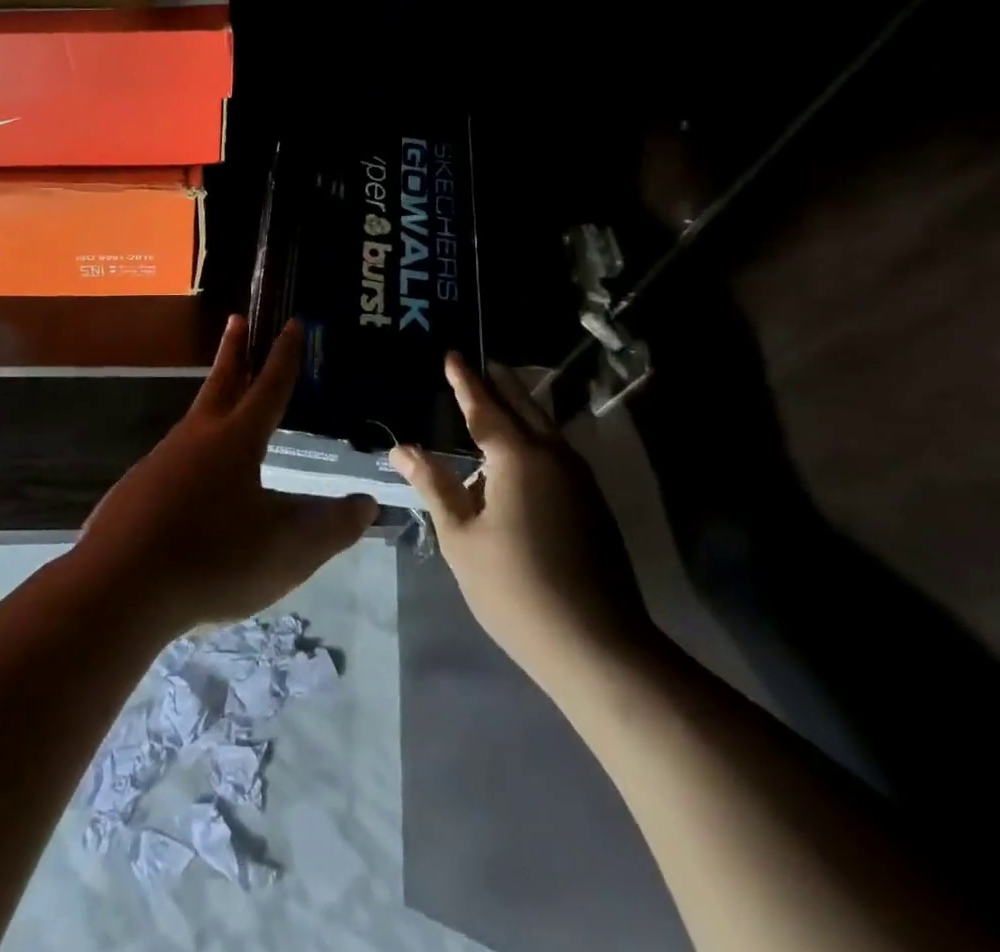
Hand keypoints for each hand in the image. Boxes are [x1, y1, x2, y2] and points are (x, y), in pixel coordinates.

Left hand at [77, 316, 378, 634]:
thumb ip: (331, 528)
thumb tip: (367, 504)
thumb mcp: (286, 550)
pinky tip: (195, 484)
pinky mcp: (137, 490)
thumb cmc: (213, 558)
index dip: (285, 356)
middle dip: (235, 351)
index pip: (270, 387)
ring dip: (213, 402)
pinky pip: (174, 461)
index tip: (292, 323)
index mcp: (236, 440)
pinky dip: (192, 454)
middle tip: (238, 320)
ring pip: (195, 423)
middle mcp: (196, 438)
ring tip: (227, 407)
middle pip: (221, 384)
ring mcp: (160, 462)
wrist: (118, 587)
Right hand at [391, 355, 649, 680]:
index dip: (465, 381)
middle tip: (480, 363)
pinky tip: (522, 449)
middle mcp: (553, 456)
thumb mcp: (461, 537)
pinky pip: (557, 449)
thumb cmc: (515, 588)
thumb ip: (434, 485)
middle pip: (523, 406)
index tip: (452, 354)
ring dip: (521, 406)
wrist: (597, 644)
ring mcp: (579, 479)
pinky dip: (535, 433)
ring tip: (499, 396)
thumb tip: (401, 448)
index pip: (484, 407)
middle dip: (500, 383)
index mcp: (518, 458)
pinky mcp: (592, 502)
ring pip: (545, 426)